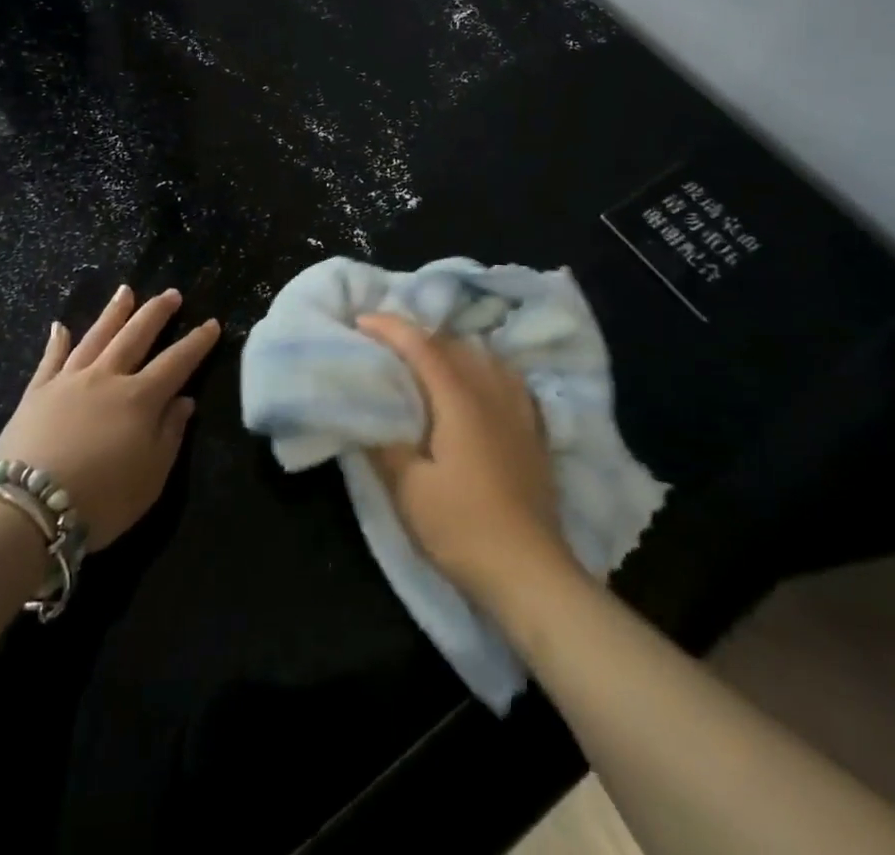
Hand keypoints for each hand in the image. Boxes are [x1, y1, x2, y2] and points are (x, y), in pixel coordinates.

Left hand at [0, 285, 219, 549]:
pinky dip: (57, 341)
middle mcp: (107, 377)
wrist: (27, 509)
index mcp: (141, 398)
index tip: (212, 323)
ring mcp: (69, 380)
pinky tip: (60, 326)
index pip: (177, 362)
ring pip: (97, 336)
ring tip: (126, 291)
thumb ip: (171, 434)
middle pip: (136, 335)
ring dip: (114, 312)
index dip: (196, 342)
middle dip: (156, 313)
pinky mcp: (37, 392)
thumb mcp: (152, 477)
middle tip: (171, 293)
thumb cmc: (101, 500)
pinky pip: (50, 359)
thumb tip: (185, 400)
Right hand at [359, 314, 572, 603]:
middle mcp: (492, 392)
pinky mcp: (534, 432)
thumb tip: (366, 409)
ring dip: (451, 349)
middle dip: (416, 335)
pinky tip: (478, 383)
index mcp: (458, 399)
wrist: (530, 573)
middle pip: (453, 344)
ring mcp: (519, 411)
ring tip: (427, 360)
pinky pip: (508, 379)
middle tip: (385, 344)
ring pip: (484, 357)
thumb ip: (384, 443)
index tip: (361, 322)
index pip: (421, 345)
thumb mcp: (408, 489)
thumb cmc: (462, 528)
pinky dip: (484, 368)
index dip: (389, 328)